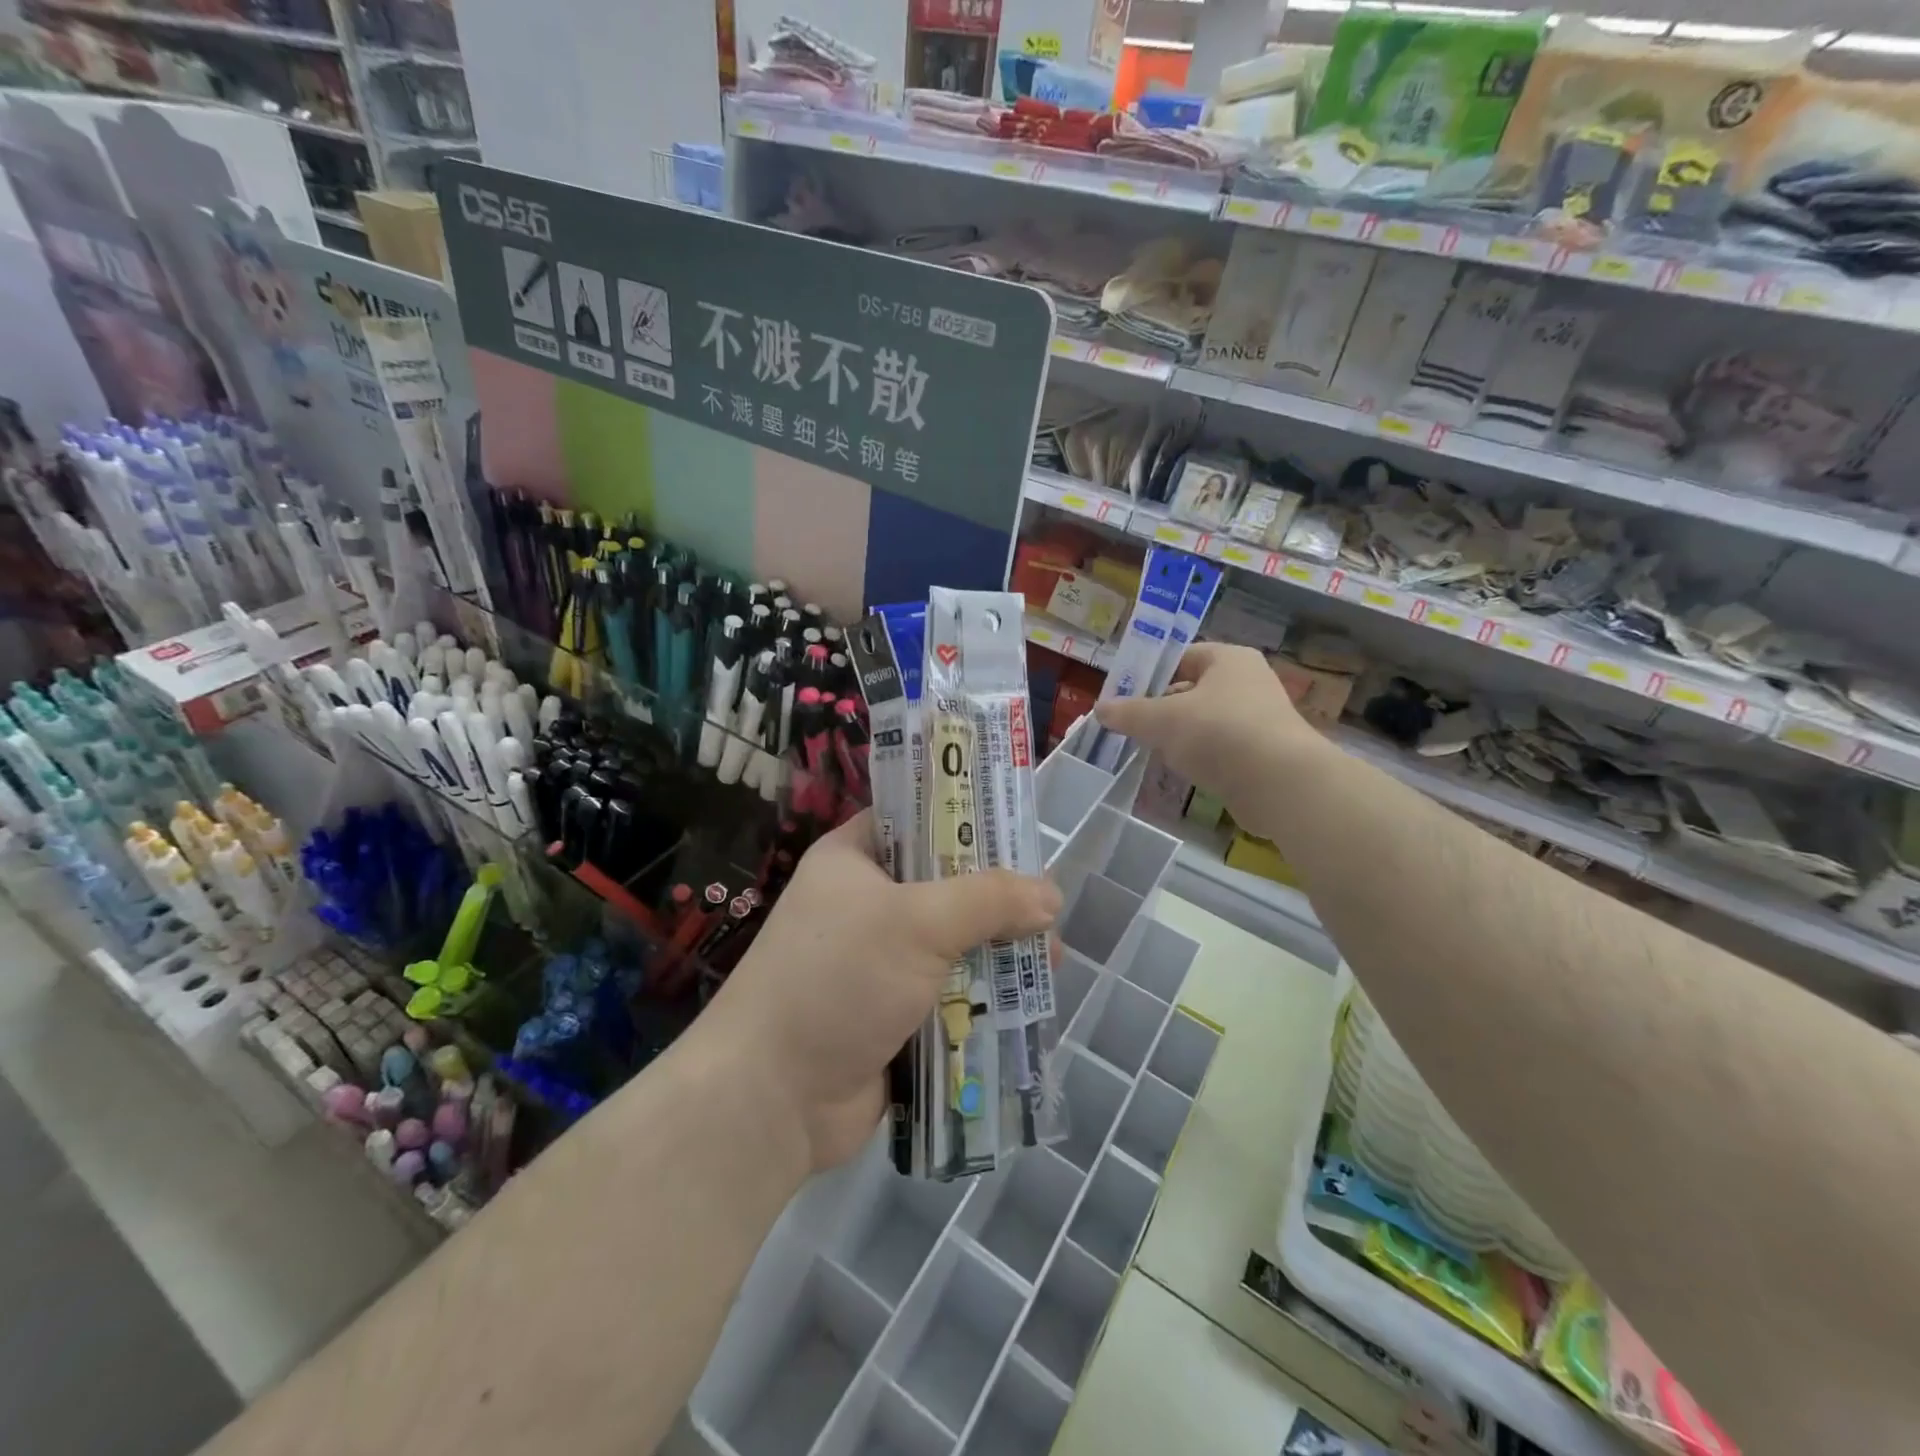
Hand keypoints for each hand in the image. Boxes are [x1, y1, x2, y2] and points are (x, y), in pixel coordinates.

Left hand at [703, 812, 1060, 1171]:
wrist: (772, 1098)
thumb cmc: (837, 980)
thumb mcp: (917, 922)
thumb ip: (988, 900)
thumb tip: (1051, 895)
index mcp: (854, 858)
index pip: (917, 818)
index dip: (968, 819)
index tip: (1021, 831)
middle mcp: (866, 902)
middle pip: (947, 884)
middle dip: (999, 898)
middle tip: (1049, 910)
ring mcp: (880, 961)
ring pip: (955, 941)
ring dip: (999, 951)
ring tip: (1050, 961)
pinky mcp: (896, 1011)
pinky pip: (952, 990)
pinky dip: (985, 995)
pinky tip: (1028, 1000)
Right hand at [1094, 642, 1321, 817]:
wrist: (1280, 784)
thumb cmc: (1219, 733)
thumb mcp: (1162, 719)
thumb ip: (1129, 713)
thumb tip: (1100, 709)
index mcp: (1228, 659)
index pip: (1181, 656)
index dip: (1150, 673)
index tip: (1124, 695)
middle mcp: (1249, 681)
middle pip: (1192, 689)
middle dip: (1161, 708)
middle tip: (1132, 725)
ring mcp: (1260, 718)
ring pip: (1205, 721)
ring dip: (1179, 735)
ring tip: (1152, 750)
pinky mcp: (1263, 753)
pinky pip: (1221, 748)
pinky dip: (1201, 756)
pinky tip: (1182, 771)